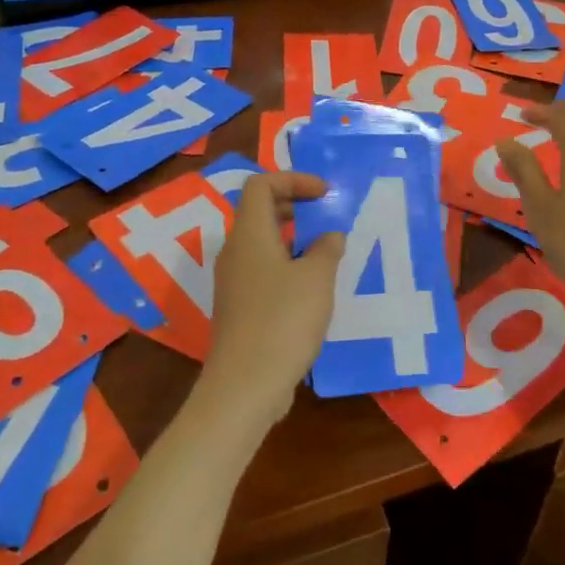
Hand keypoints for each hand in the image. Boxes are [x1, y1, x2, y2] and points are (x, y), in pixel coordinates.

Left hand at [203, 172, 345, 422]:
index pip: (261, 185)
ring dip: (292, 239)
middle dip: (293, 206)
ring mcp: (233, 282)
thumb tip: (330, 237)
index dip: (293, 179)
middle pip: (259, 212)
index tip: (324, 193)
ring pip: (261, 243)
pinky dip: (286, 265)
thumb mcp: (317, 278)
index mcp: (250, 235)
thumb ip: (326, 249)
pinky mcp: (239, 308)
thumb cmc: (283, 320)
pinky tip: (312, 289)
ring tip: (325, 252)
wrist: (245, 385)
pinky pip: (262, 271)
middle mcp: (235, 252)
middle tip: (325, 216)